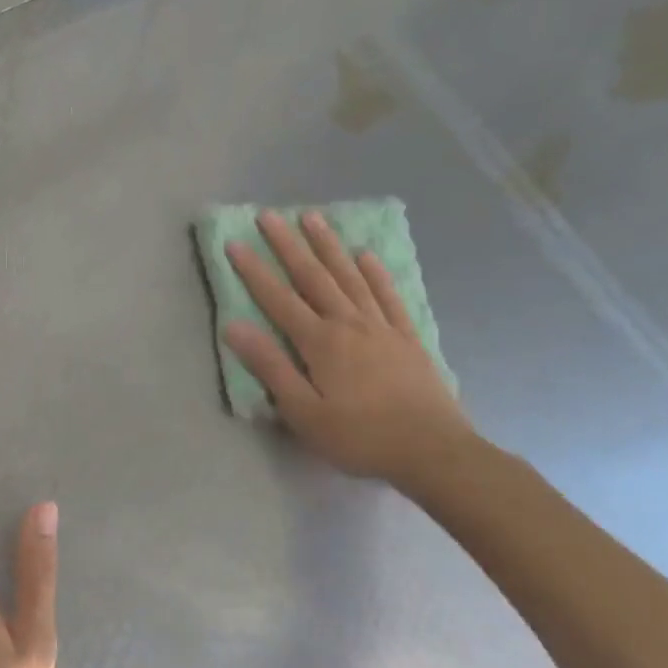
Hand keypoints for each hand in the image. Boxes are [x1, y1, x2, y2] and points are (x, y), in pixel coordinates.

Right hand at [224, 210, 472, 488]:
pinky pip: (388, 295)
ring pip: (350, 276)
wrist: (433, 452)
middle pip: (313, 276)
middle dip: (288, 245)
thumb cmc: (360, 438)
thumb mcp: (304, 413)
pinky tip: (366, 255)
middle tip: (270, 215)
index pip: (278, 299)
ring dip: (329, 246)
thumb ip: (270, 367)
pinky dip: (375, 273)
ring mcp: (381, 327)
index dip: (253, 271)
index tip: (234, 243)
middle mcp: (348, 323)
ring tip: (313, 218)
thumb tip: (234, 327)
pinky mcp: (407, 337)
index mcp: (320, 342)